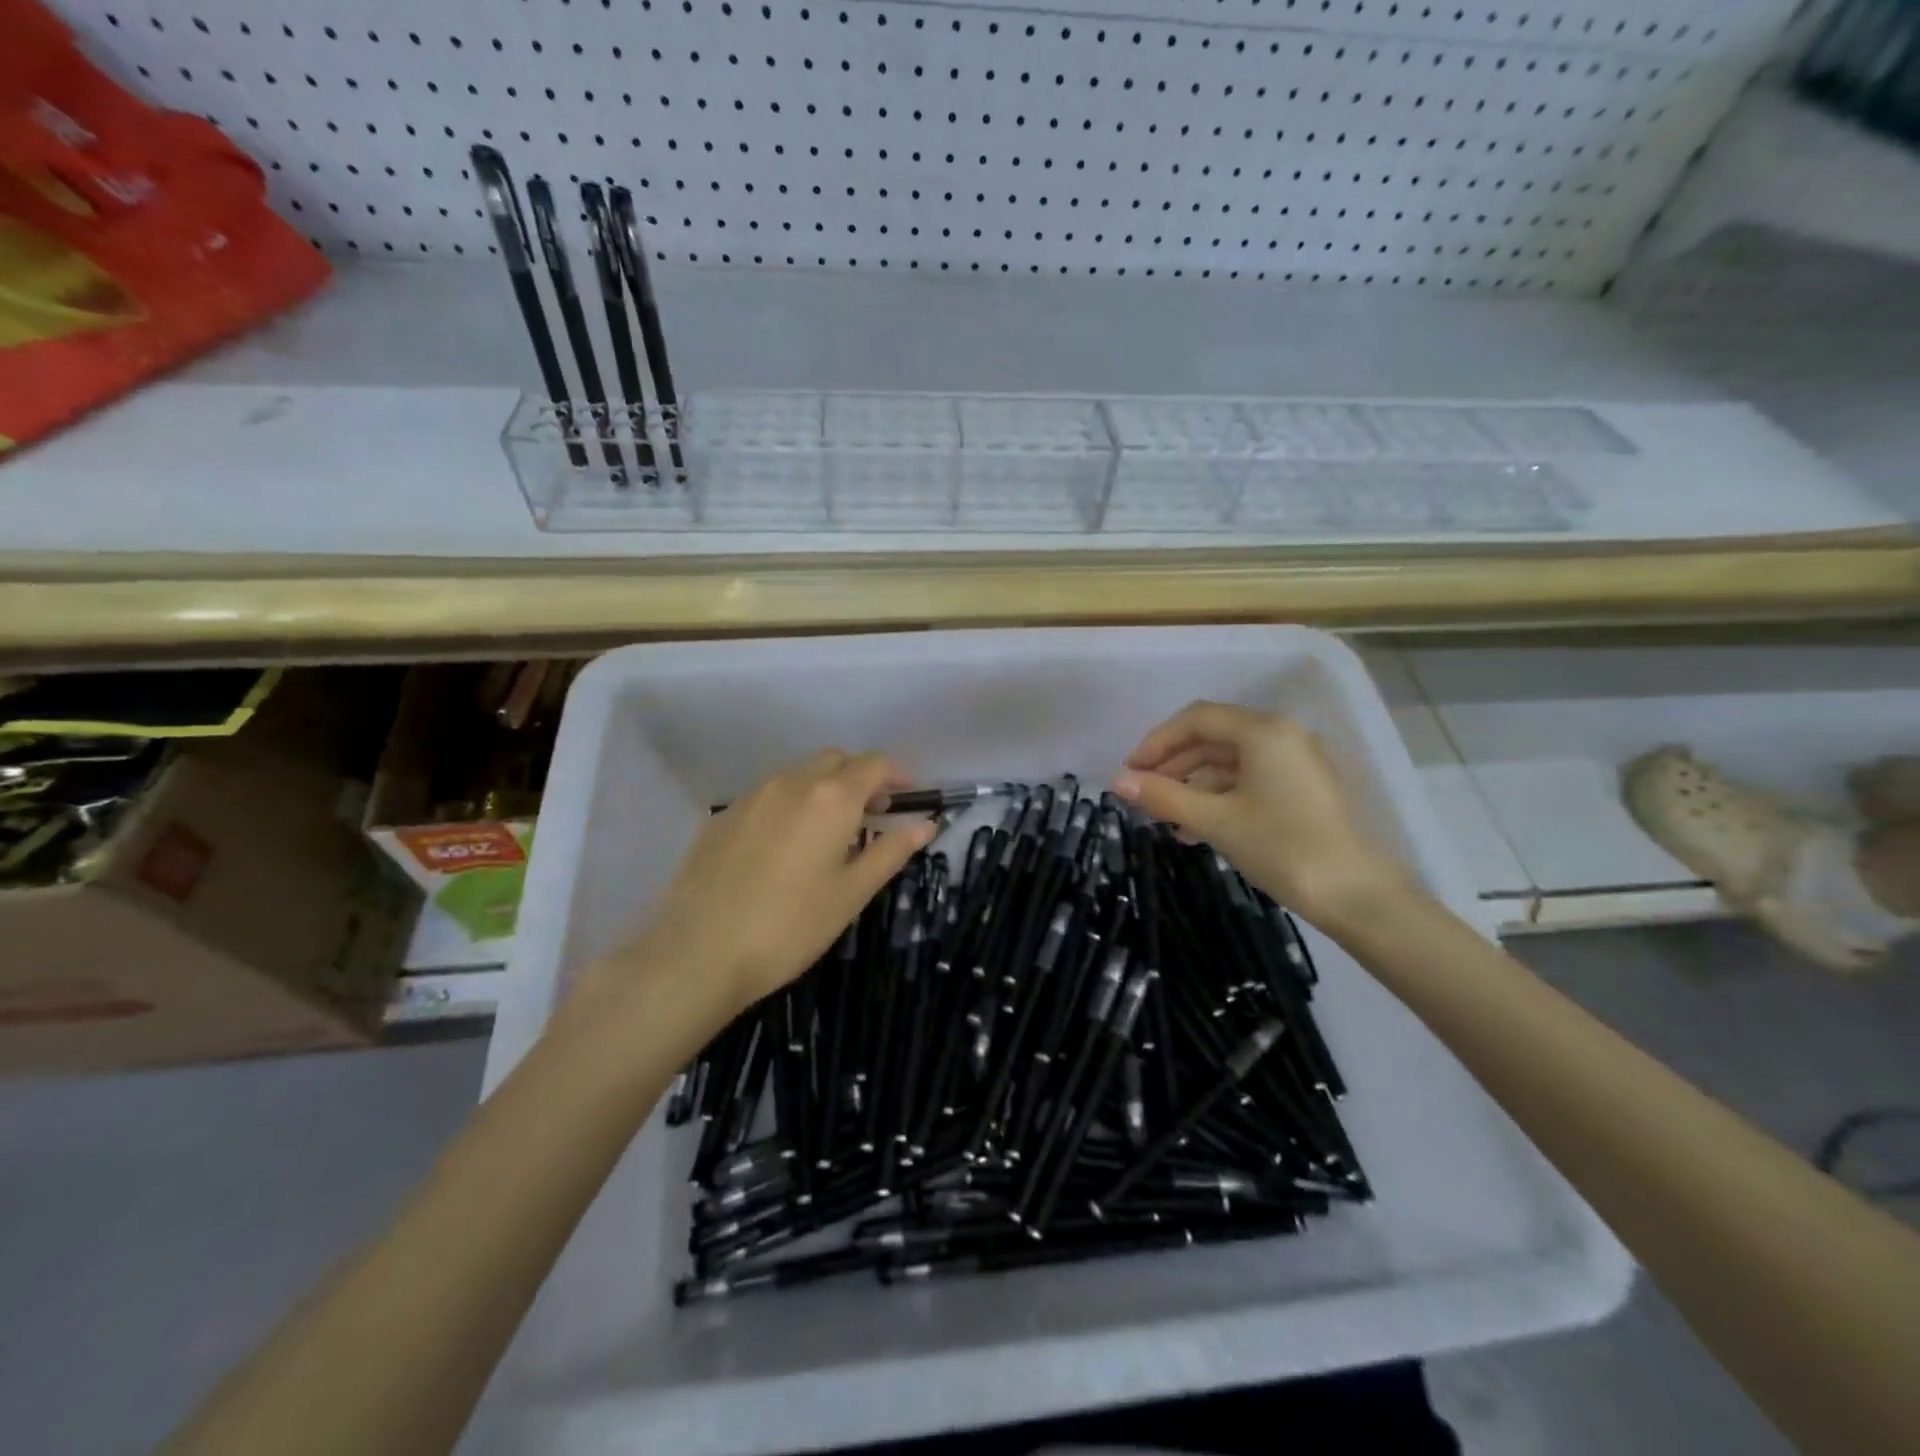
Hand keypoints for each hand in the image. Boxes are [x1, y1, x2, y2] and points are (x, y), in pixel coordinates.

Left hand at [608, 750, 933, 1020]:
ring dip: (824, 789)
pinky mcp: (722, 816)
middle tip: (872, 814)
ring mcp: (751, 796)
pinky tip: (784, 848)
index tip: (908, 798)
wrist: (699, 952)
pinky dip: (790, 805)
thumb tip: (926, 824)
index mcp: (831, 798)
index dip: (898, 774)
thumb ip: (891, 851)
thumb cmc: (790, 926)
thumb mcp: (851, 894)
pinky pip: (768, 795)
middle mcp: (791, 783)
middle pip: (836, 760)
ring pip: (799, 774)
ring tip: (829, 833)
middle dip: (860, 777)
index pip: (875, 764)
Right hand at [1112, 701, 1406, 925]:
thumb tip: (1115, 781)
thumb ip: (1164, 795)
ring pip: (1229, 762)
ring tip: (1164, 817)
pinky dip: (1217, 797)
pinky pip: (1248, 780)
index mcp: (1263, 731)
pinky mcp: (1301, 789)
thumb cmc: (1282, 848)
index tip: (1130, 771)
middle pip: (1212, 737)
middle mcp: (1281, 736)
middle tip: (1141, 793)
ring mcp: (1294, 762)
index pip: (1197, 719)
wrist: (1355, 896)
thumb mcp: (1215, 820)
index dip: (1156, 741)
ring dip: (1192, 784)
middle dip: (1172, 764)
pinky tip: (1195, 828)